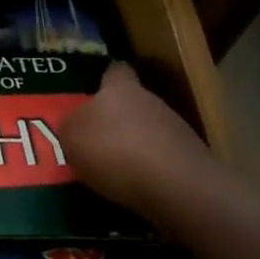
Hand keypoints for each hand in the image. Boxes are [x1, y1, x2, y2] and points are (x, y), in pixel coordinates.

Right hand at [61, 61, 241, 236]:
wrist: (177, 187)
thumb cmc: (115, 151)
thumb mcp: (72, 139)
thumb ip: (71, 127)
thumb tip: (75, 126)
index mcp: (120, 88)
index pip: (115, 71)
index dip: (105, 80)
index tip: (93, 93)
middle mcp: (150, 101)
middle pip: (131, 103)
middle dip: (116, 119)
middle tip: (95, 139)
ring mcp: (175, 129)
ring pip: (147, 130)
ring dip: (133, 145)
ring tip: (112, 169)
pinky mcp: (188, 160)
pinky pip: (160, 158)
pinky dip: (148, 169)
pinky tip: (135, 186)